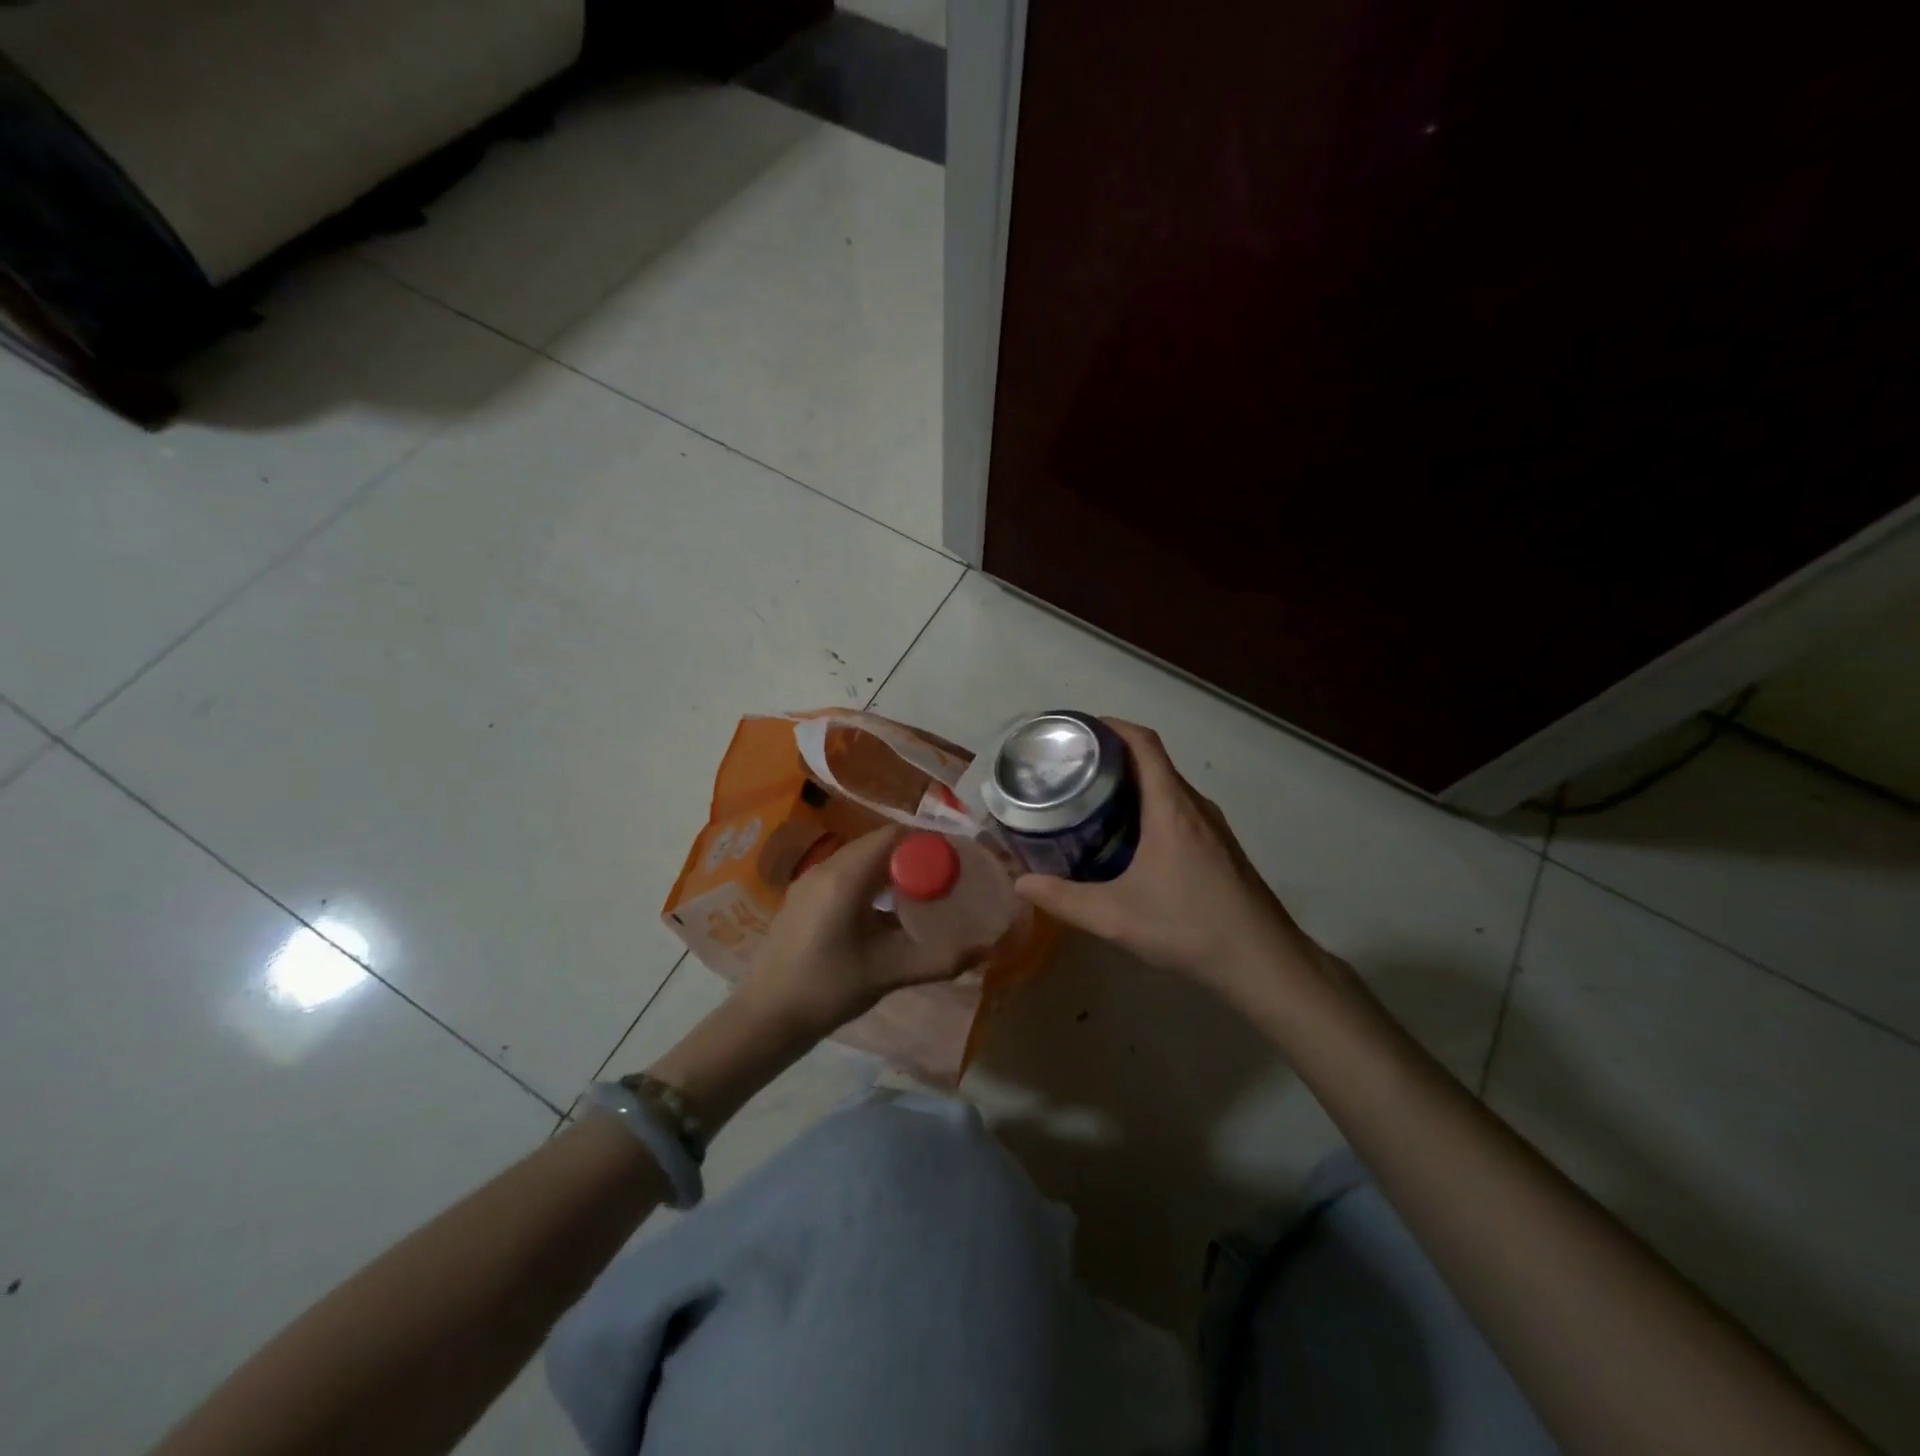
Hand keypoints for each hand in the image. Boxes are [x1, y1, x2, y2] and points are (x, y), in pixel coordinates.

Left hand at [738, 825, 984, 1038]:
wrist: (764, 1018)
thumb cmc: (826, 989)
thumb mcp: (887, 973)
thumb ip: (937, 959)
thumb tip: (984, 950)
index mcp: (845, 877)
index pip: (894, 836)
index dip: (928, 842)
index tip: (955, 860)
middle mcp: (826, 868)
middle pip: (878, 843)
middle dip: (914, 855)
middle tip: (945, 877)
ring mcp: (810, 881)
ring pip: (861, 858)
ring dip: (892, 868)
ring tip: (921, 893)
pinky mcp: (803, 897)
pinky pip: (845, 874)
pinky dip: (871, 880)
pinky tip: (885, 910)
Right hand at [1012, 721, 1330, 1009]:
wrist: (1263, 961)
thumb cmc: (1188, 927)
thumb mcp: (1115, 917)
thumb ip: (1064, 899)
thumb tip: (1020, 883)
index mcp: (1171, 808)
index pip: (1143, 743)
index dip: (1111, 726)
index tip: (1078, 729)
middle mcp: (1194, 806)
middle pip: (1153, 761)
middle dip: (1111, 756)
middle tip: (1070, 769)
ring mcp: (1212, 826)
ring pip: (1167, 787)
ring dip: (1131, 784)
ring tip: (1091, 800)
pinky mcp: (1220, 846)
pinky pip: (1178, 809)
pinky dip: (1149, 807)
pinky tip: (1128, 839)